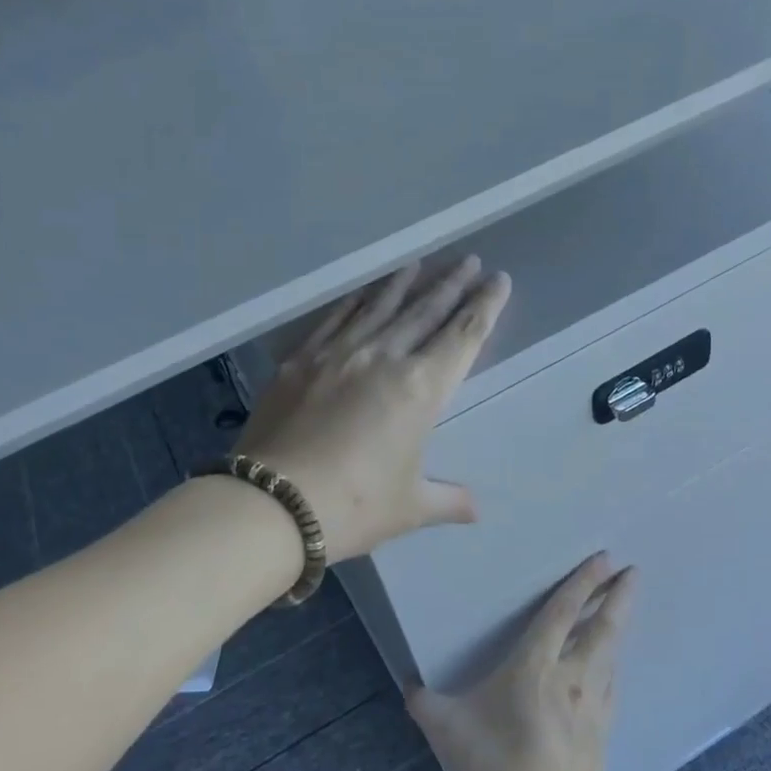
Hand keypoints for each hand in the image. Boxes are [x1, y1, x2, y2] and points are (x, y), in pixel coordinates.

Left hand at [236, 256, 509, 562]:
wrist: (272, 503)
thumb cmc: (353, 506)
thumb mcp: (409, 507)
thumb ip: (447, 500)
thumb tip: (475, 510)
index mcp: (421, 389)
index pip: (463, 336)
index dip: (484, 307)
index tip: (498, 280)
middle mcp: (384, 358)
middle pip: (425, 311)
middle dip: (451, 285)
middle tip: (468, 260)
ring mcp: (339, 353)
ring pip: (381, 307)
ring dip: (404, 283)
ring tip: (420, 263)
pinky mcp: (301, 360)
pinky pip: (336, 319)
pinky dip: (355, 301)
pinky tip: (363, 291)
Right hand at [408, 553, 636, 770]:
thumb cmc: (499, 766)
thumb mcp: (449, 730)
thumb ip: (426, 704)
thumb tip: (408, 686)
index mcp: (536, 666)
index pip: (563, 612)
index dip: (583, 582)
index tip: (605, 558)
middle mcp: (572, 676)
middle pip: (602, 626)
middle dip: (618, 595)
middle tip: (632, 571)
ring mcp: (593, 703)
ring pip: (611, 653)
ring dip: (619, 625)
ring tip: (624, 607)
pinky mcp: (603, 729)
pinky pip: (611, 683)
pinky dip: (613, 663)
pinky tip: (611, 666)